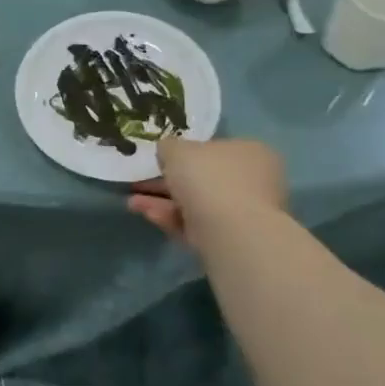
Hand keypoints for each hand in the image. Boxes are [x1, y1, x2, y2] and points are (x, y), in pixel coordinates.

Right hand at [128, 136, 286, 252]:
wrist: (230, 230)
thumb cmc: (208, 177)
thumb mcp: (177, 149)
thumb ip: (169, 147)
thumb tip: (168, 151)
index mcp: (249, 152)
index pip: (214, 149)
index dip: (184, 153)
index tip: (158, 159)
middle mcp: (252, 180)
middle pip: (202, 178)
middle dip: (165, 181)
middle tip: (138, 182)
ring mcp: (243, 212)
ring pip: (195, 203)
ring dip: (161, 201)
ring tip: (132, 202)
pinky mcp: (230, 238)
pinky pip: (195, 223)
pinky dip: (171, 218)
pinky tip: (147, 214)